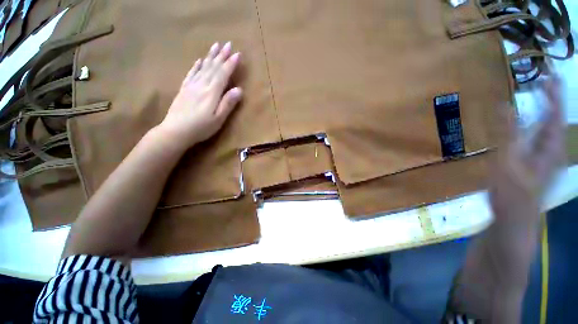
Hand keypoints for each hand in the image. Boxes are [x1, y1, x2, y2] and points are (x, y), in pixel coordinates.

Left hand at [158, 42, 241, 148]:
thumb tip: (239, 89)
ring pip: (203, 67)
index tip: (238, 54)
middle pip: (213, 68)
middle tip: (228, 44)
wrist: (175, 131)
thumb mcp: (219, 119)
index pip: (223, 74)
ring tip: (215, 46)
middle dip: (222, 56)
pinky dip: (196, 66)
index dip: (230, 64)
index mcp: (212, 92)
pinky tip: (199, 60)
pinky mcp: (184, 89)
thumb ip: (228, 103)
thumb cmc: (201, 128)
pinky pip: (191, 73)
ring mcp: (191, 85)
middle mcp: (201, 85)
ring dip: (210, 56)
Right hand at [490, 76, 564, 225]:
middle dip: (552, 99)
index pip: (555, 114)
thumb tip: (505, 105)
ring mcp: (545, 157)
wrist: (515, 218)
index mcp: (549, 147)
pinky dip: (537, 125)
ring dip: (545, 110)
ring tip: (541, 96)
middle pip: (554, 119)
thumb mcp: (508, 161)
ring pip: (548, 128)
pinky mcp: (535, 163)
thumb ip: (508, 133)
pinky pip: (539, 138)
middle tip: (546, 81)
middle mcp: (552, 149)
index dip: (553, 94)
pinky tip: (531, 123)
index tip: (549, 75)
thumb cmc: (512, 191)